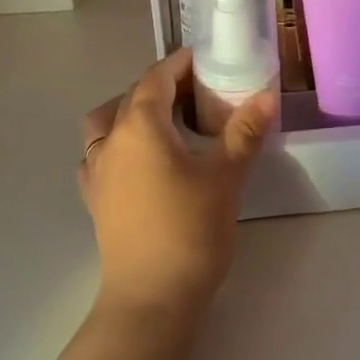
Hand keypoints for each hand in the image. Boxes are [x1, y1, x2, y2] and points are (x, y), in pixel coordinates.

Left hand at [78, 49, 275, 317]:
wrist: (150, 299)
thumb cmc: (190, 231)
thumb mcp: (225, 177)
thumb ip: (244, 131)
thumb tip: (265, 95)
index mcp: (139, 126)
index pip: (156, 77)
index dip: (181, 64)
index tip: (208, 60)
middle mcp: (110, 140)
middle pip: (132, 96)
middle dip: (164, 85)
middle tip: (200, 92)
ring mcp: (96, 170)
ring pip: (107, 121)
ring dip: (132, 111)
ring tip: (166, 122)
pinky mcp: (94, 197)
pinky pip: (99, 153)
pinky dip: (118, 143)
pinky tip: (140, 159)